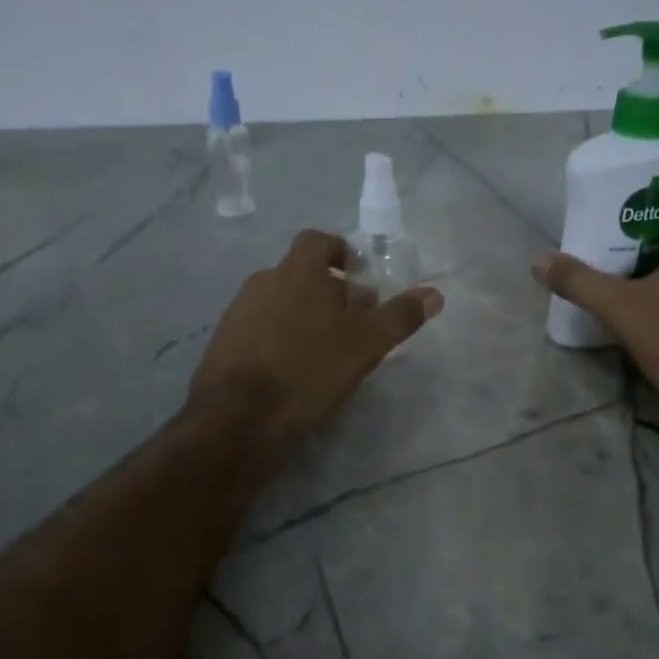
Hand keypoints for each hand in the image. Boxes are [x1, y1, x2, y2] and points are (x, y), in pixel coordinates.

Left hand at [191, 229, 443, 453]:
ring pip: (278, 300)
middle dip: (327, 289)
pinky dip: (278, 335)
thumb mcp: (365, 345)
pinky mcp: (223, 341)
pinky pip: (259, 326)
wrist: (239, 416)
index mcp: (297, 271)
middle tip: (350, 319)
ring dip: (302, 313)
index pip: (317, 241)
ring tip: (323, 347)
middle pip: (299, 273)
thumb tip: (435, 294)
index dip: (338, 251)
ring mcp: (238, 311)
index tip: (357, 274)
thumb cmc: (308, 370)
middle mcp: (263, 281)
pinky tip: (291, 367)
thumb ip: (400, 317)